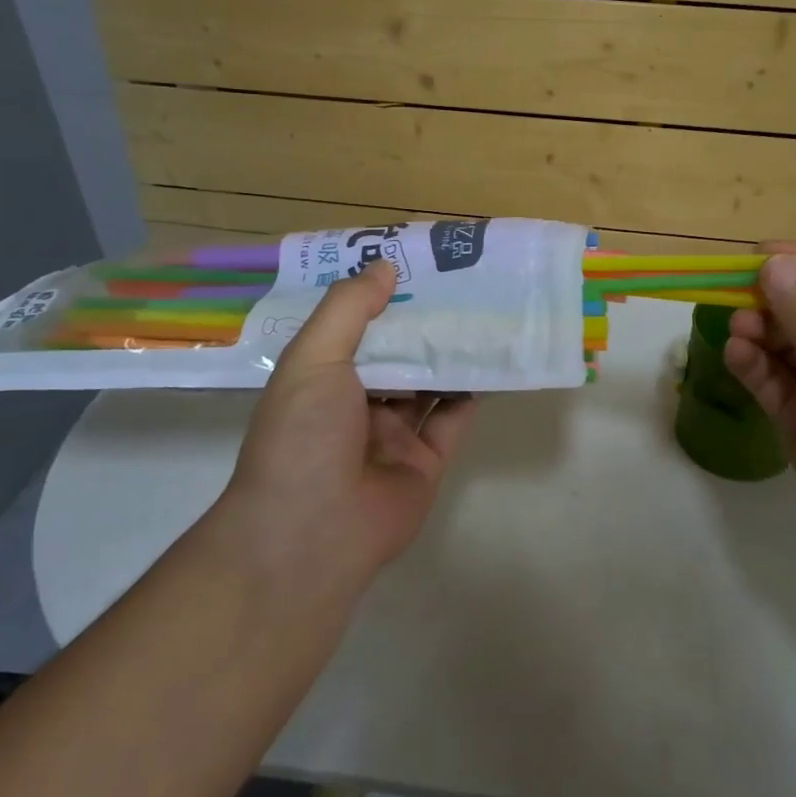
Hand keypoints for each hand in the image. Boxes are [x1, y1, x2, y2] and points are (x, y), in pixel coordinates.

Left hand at [212, 261, 477, 596]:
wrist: (312, 534)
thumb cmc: (303, 435)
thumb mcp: (313, 359)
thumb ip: (349, 309)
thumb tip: (385, 265)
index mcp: (321, 379)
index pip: (356, 327)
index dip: (383, 296)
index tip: (415, 262)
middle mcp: (356, 404)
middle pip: (397, 354)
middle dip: (424, 322)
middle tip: (461, 281)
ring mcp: (392, 435)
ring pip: (428, 384)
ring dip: (451, 353)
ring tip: (484, 311)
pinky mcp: (425, 461)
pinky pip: (452, 419)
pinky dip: (471, 392)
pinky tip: (492, 360)